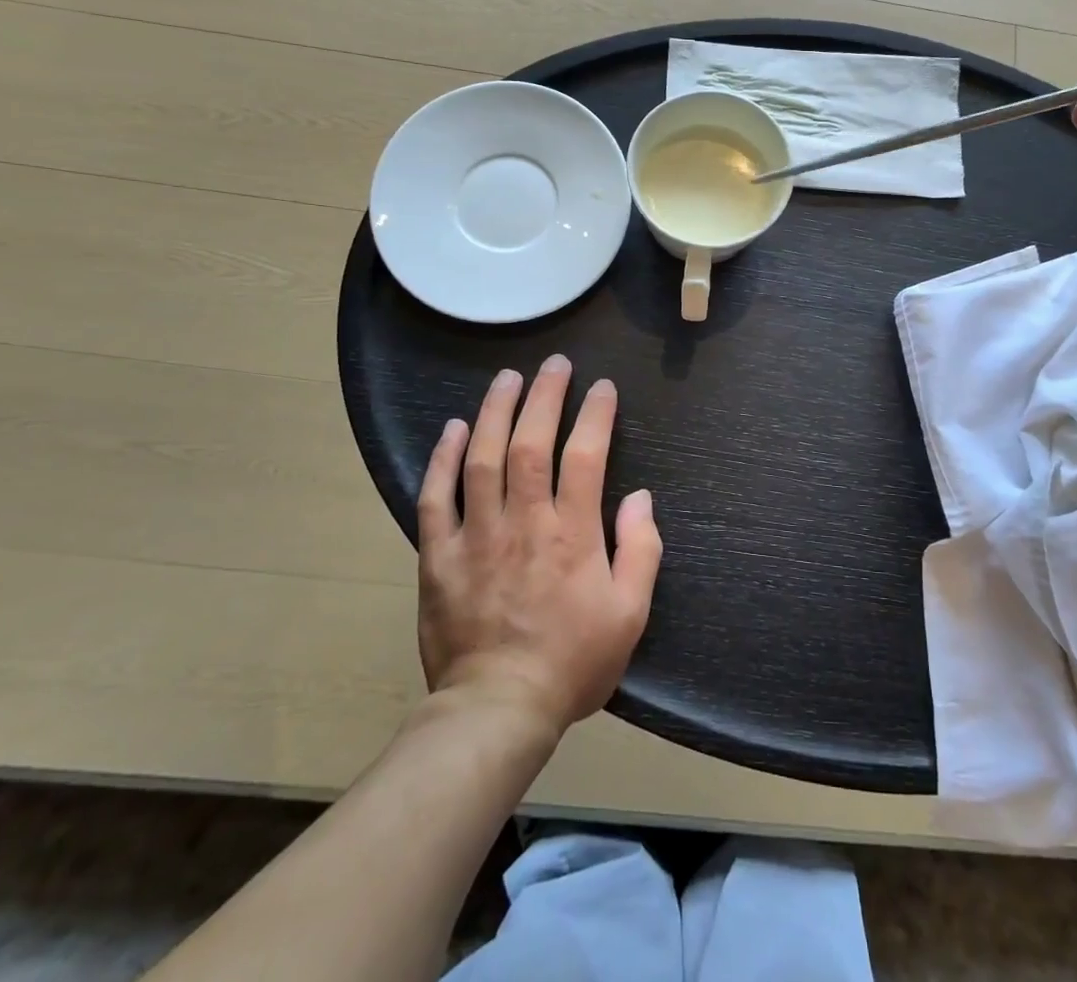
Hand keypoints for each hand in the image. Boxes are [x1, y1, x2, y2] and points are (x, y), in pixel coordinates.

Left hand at [415, 356, 661, 735]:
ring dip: (496, 412)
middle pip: (531, 443)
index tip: (602, 388)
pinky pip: (436, 498)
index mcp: (573, 534)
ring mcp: (477, 537)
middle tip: (554, 364)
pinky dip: (443, 459)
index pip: (586, 456)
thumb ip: (641, 549)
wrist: (497, 710)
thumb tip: (640, 497)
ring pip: (483, 459)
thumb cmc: (573, 661)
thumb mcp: (630, 613)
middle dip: (545, 396)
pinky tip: (454, 428)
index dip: (595, 415)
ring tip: (507, 378)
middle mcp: (524, 522)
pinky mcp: (439, 557)